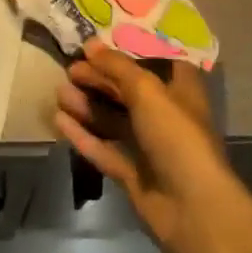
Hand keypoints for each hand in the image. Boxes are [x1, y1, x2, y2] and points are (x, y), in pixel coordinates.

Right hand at [56, 43, 245, 252]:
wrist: (192, 208)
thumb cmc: (176, 135)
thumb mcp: (147, 90)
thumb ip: (117, 67)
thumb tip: (90, 44)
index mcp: (179, 89)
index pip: (153, 62)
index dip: (128, 53)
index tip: (99, 45)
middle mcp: (165, 114)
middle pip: (127, 91)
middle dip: (99, 79)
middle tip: (69, 69)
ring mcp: (148, 146)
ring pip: (113, 119)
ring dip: (87, 105)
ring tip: (59, 92)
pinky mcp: (133, 174)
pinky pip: (104, 148)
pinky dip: (84, 135)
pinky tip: (59, 121)